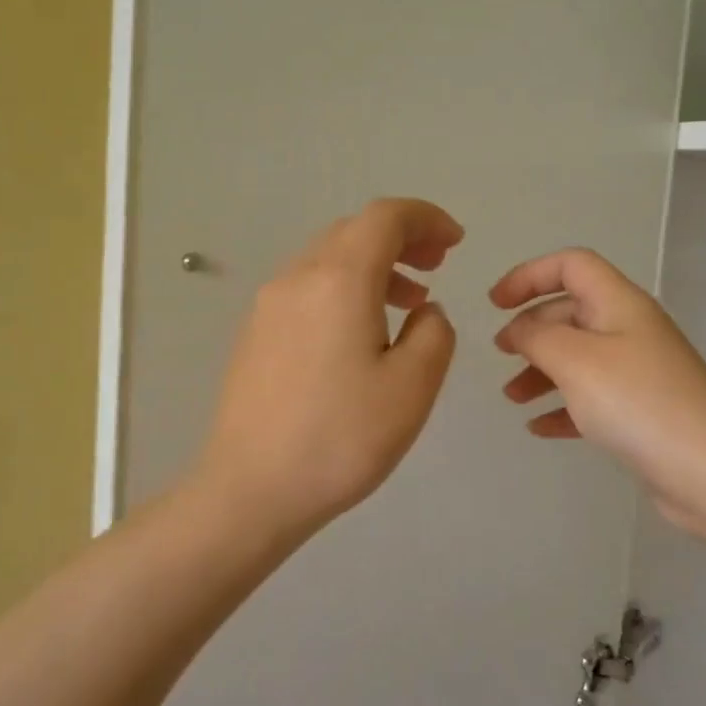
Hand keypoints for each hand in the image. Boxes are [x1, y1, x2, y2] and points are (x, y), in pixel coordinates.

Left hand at [197, 199, 464, 546]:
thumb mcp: (412, 387)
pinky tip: (360, 331)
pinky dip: (344, 288)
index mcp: (339, 279)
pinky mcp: (254, 333)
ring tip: (408, 301)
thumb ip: (434, 333)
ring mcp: (268, 305)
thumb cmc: (341, 438)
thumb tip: (423, 311)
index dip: (426, 218)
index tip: (455, 243)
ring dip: (374, 265)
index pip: (385, 217)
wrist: (250, 489)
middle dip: (402, 238)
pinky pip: (308, 288)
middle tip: (437, 266)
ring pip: (328, 259)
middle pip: (354, 231)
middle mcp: (297, 277)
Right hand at [491, 248, 705, 538]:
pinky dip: (562, 407)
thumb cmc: (638, 402)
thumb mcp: (575, 359)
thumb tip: (518, 329)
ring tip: (511, 397)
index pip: (571, 266)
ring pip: (577, 358)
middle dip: (531, 328)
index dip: (529, 275)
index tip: (495, 304)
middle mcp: (629, 330)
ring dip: (540, 372)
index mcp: (618, 304)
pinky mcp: (640, 412)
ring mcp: (637, 373)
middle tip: (501, 353)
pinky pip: (590, 399)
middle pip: (571, 312)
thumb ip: (536, 336)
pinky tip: (538, 428)